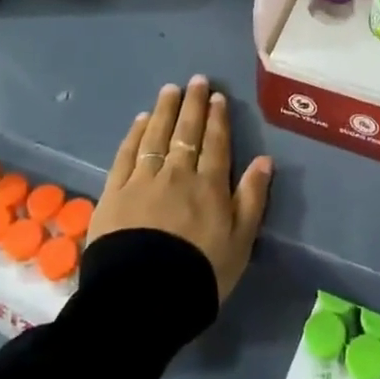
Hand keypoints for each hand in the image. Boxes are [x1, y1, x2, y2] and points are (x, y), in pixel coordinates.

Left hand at [89, 77, 273, 301]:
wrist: (143, 298)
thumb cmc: (200, 275)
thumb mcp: (240, 242)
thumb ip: (252, 198)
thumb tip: (264, 159)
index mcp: (210, 185)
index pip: (216, 143)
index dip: (217, 118)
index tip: (217, 96)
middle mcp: (178, 173)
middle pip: (186, 131)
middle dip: (193, 104)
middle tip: (196, 80)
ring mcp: (143, 179)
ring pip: (156, 135)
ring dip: (165, 110)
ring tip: (170, 89)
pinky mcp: (115, 191)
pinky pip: (127, 153)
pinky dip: (136, 133)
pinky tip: (141, 119)